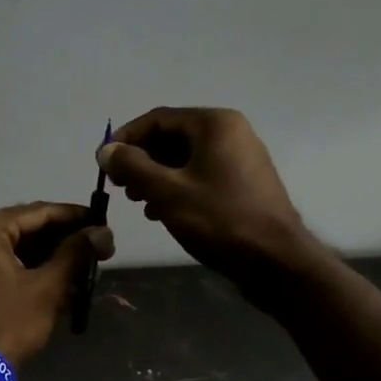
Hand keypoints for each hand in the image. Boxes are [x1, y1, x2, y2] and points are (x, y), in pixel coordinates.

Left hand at [0, 203, 115, 369]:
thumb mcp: (47, 288)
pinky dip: (27, 269)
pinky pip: (0, 263)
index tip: (103, 222)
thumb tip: (102, 232)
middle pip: (26, 228)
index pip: (40, 211)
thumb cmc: (6, 324)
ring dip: (47, 256)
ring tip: (82, 267)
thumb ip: (75, 254)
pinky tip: (55, 280)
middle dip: (62, 240)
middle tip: (96, 248)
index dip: (75, 216)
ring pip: (14, 247)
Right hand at [98, 108, 313, 300]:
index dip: (125, 139)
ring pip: (185, 159)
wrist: (276, 262)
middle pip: (171, 137)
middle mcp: (230, 133)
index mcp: (214, 124)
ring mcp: (240, 159)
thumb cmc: (220, 220)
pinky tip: (161, 212)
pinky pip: (200, 175)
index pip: (157, 119)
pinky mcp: (243, 184)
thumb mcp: (167, 192)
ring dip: (156, 177)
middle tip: (121, 186)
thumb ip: (132, 167)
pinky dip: (177, 188)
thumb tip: (106, 150)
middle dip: (141, 160)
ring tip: (138, 202)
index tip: (104, 163)